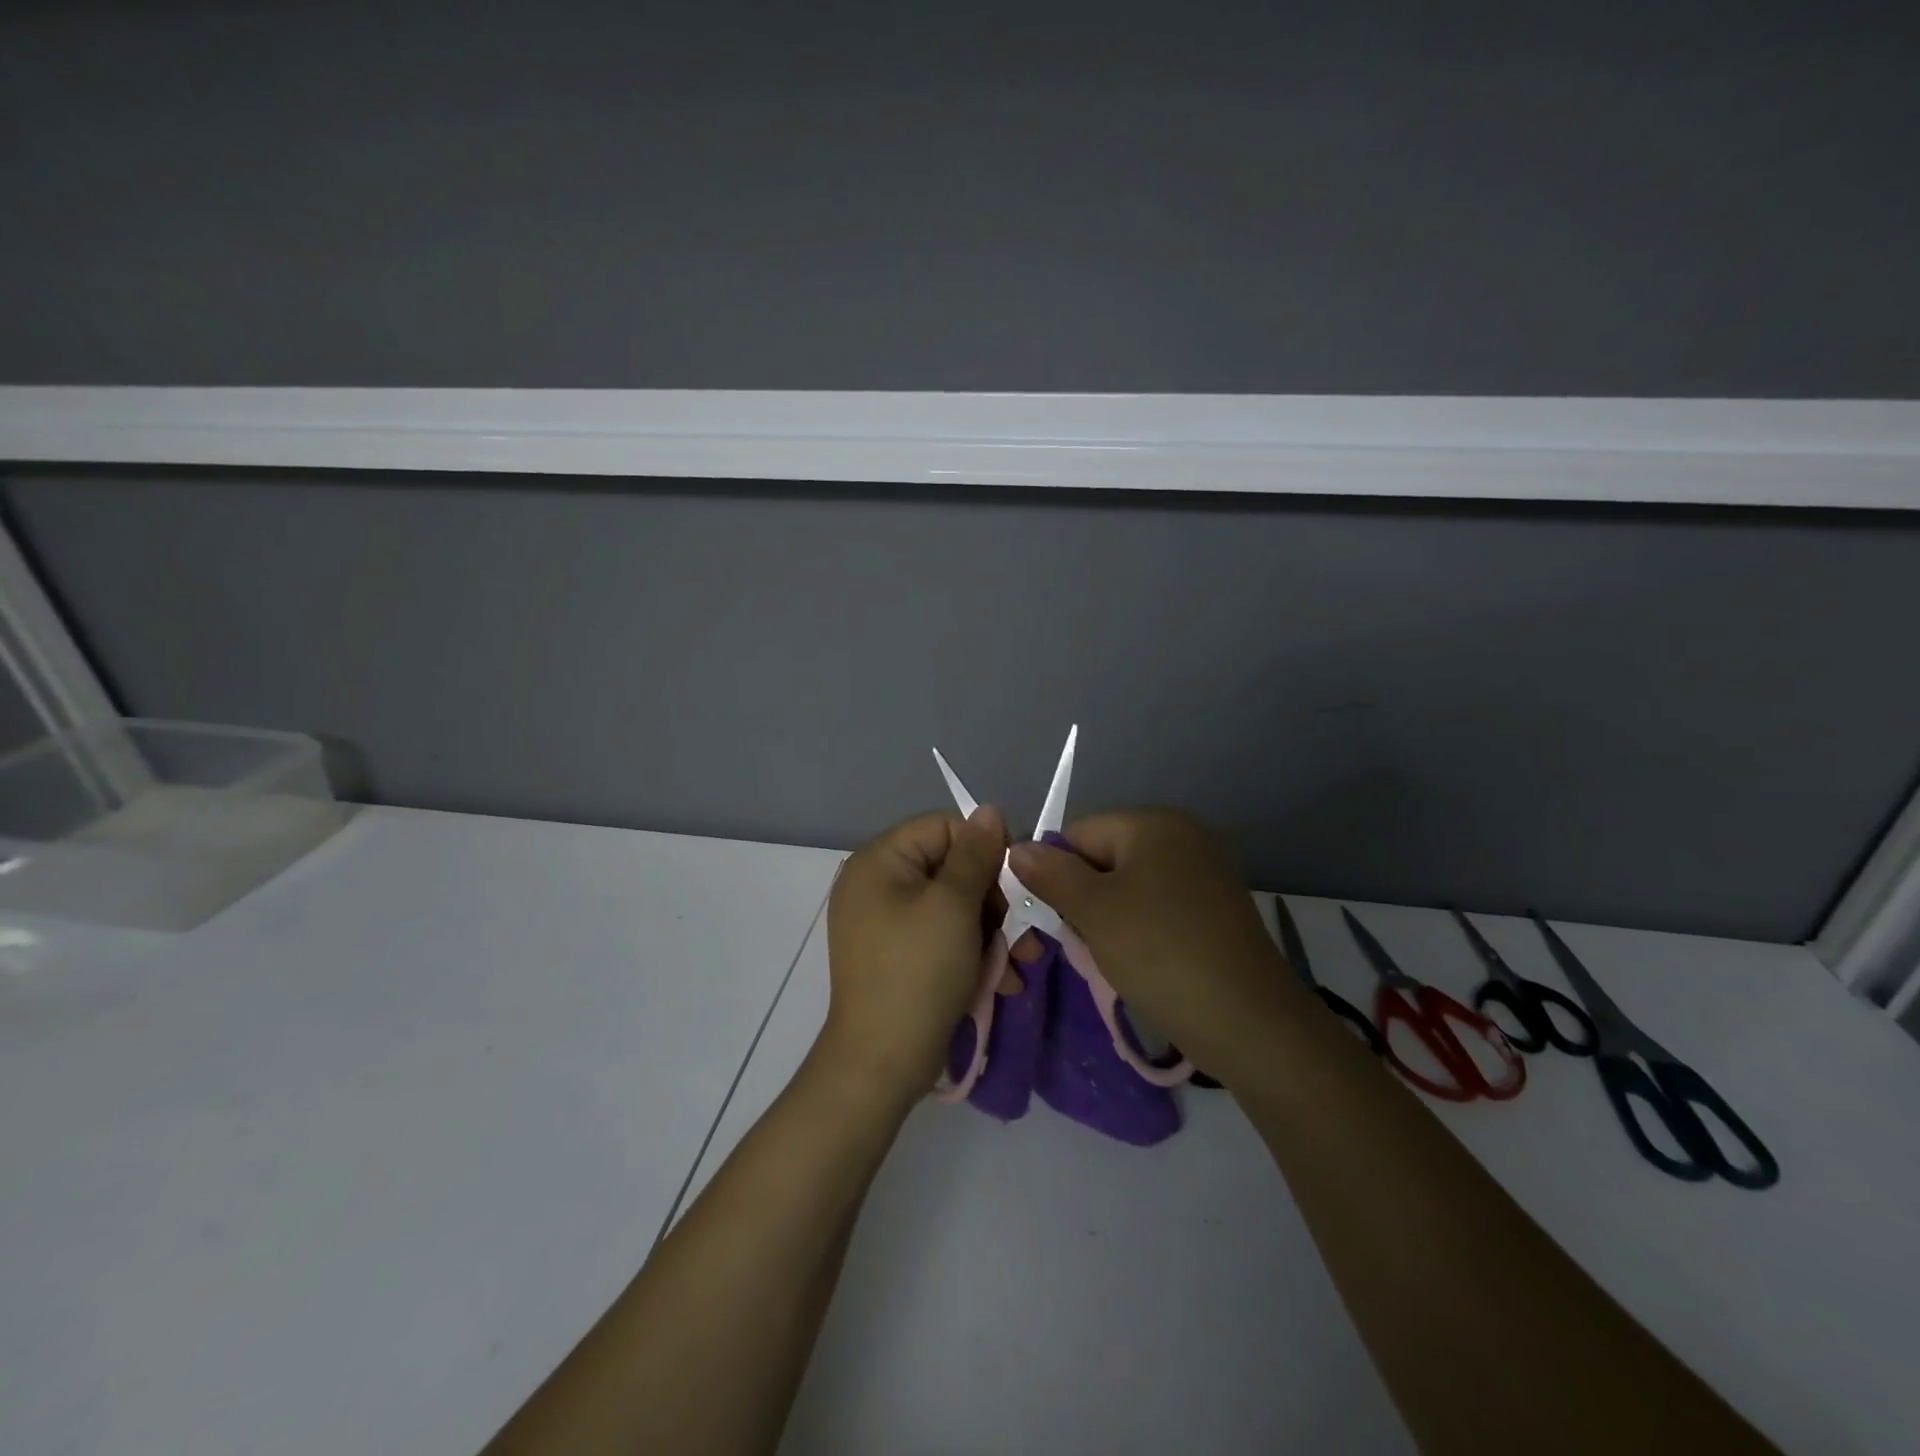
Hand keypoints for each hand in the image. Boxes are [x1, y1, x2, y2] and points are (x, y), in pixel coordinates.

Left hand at [821, 807, 1007, 1104]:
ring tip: (1019, 963)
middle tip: (1022, 934)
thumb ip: (976, 854)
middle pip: (950, 867)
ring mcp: (884, 922)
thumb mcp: (954, 905)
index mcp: (879, 860)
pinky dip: (970, 952)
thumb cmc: (919, 972)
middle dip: (993, 900)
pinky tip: (1000, 979)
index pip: (944, 827)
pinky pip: (940, 935)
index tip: (1015, 885)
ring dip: (991, 931)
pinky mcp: (897, 955)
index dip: (984, 850)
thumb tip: (990, 810)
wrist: (881, 1063)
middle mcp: (876, 883)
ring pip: (952, 906)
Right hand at [1009, 809, 1296, 1070]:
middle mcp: (1183, 835)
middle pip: (1104, 857)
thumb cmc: (1160, 952)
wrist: (1248, 1021)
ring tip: (1110, 955)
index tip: (1051, 917)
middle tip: (1082, 941)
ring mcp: (1204, 872)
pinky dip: (1140, 928)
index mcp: (1154, 823)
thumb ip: (1050, 874)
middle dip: (1083, 897)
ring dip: (1108, 917)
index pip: (1079, 832)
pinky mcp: (1215, 908)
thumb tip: (1016, 848)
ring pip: (1129, 885)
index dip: (1055, 872)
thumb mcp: (1094, 911)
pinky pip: (1158, 905)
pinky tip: (1141, 960)